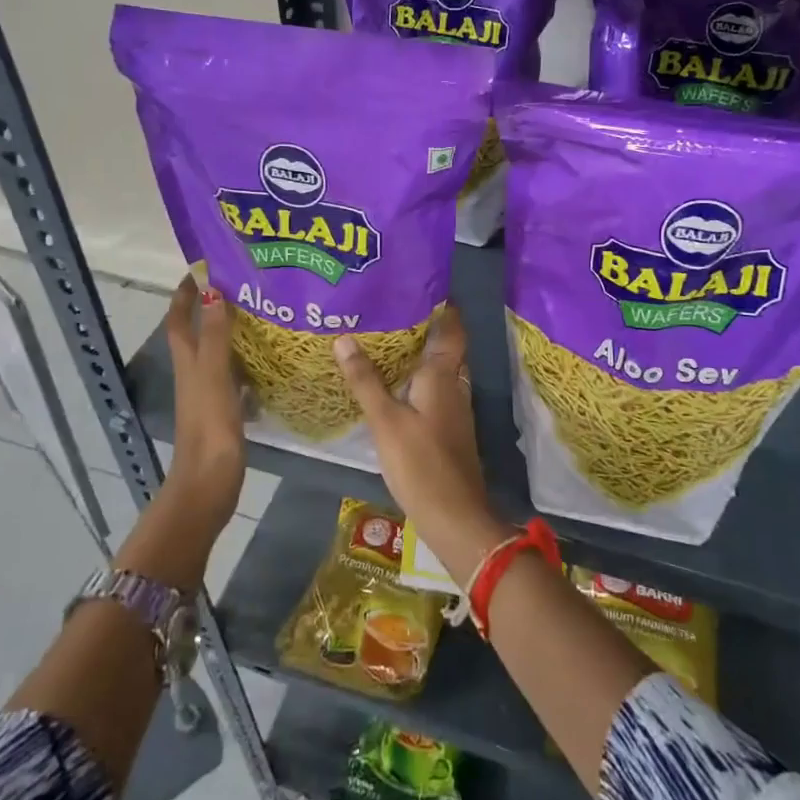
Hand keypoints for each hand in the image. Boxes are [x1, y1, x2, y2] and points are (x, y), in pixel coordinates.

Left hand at [163, 275, 244, 527]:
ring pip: (219, 351)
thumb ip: (214, 335)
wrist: (209, 483)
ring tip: (263, 312)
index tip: (204, 266)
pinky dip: (248, 360)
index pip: (179, 318)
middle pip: (199, 330)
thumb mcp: (214, 375)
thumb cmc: (210, 426)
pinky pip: (236, 374)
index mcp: (188, 361)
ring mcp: (210, 392)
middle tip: (245, 284)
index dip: (185, 292)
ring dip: (232, 330)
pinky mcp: (225, 409)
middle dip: (213, 304)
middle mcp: (195, 372)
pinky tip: (271, 358)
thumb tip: (211, 289)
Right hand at [333, 306, 504, 585]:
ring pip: (438, 367)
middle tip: (388, 306)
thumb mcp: (386, 421)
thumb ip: (366, 380)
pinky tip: (392, 381)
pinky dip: (415, 377)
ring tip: (384, 336)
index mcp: (443, 374)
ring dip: (417, 351)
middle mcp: (454, 384)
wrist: (456, 518)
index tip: (416, 282)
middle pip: (444, 344)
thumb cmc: (421, 464)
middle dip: (422, 323)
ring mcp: (454, 408)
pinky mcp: (447, 428)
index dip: (441, 303)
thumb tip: (344, 337)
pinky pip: (433, 388)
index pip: (451, 326)